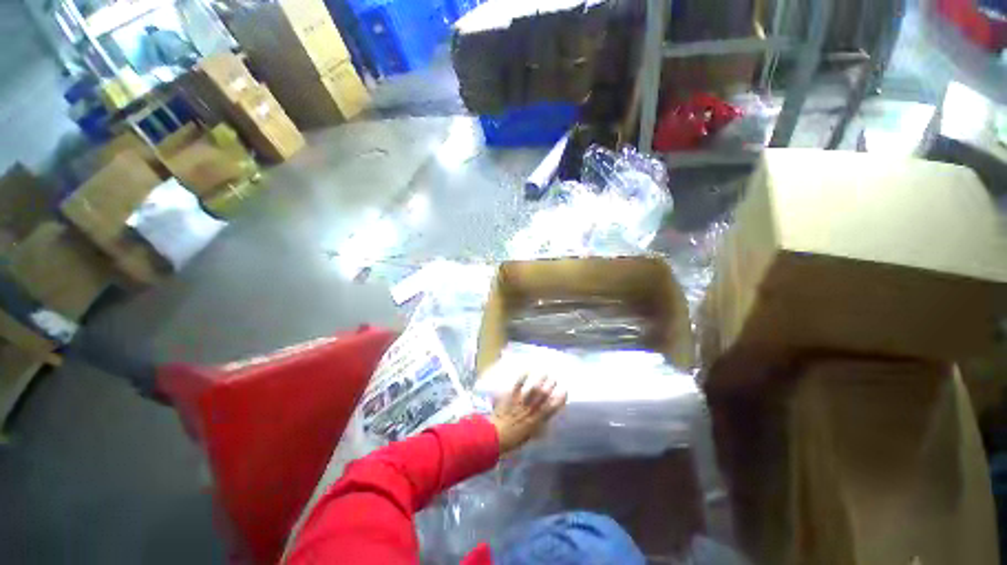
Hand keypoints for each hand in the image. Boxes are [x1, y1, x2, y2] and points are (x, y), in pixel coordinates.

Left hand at [489, 374, 566, 455]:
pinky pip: (518, 385)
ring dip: (540, 379)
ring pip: (534, 389)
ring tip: (545, 372)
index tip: (564, 391)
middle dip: (551, 386)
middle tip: (555, 379)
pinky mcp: (511, 397)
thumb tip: (544, 421)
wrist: (494, 437)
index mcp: (537, 421)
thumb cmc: (511, 440)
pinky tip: (527, 370)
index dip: (560, 399)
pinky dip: (523, 377)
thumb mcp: (528, 436)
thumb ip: (537, 427)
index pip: (552, 408)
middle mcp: (531, 410)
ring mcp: (521, 402)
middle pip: (544, 395)